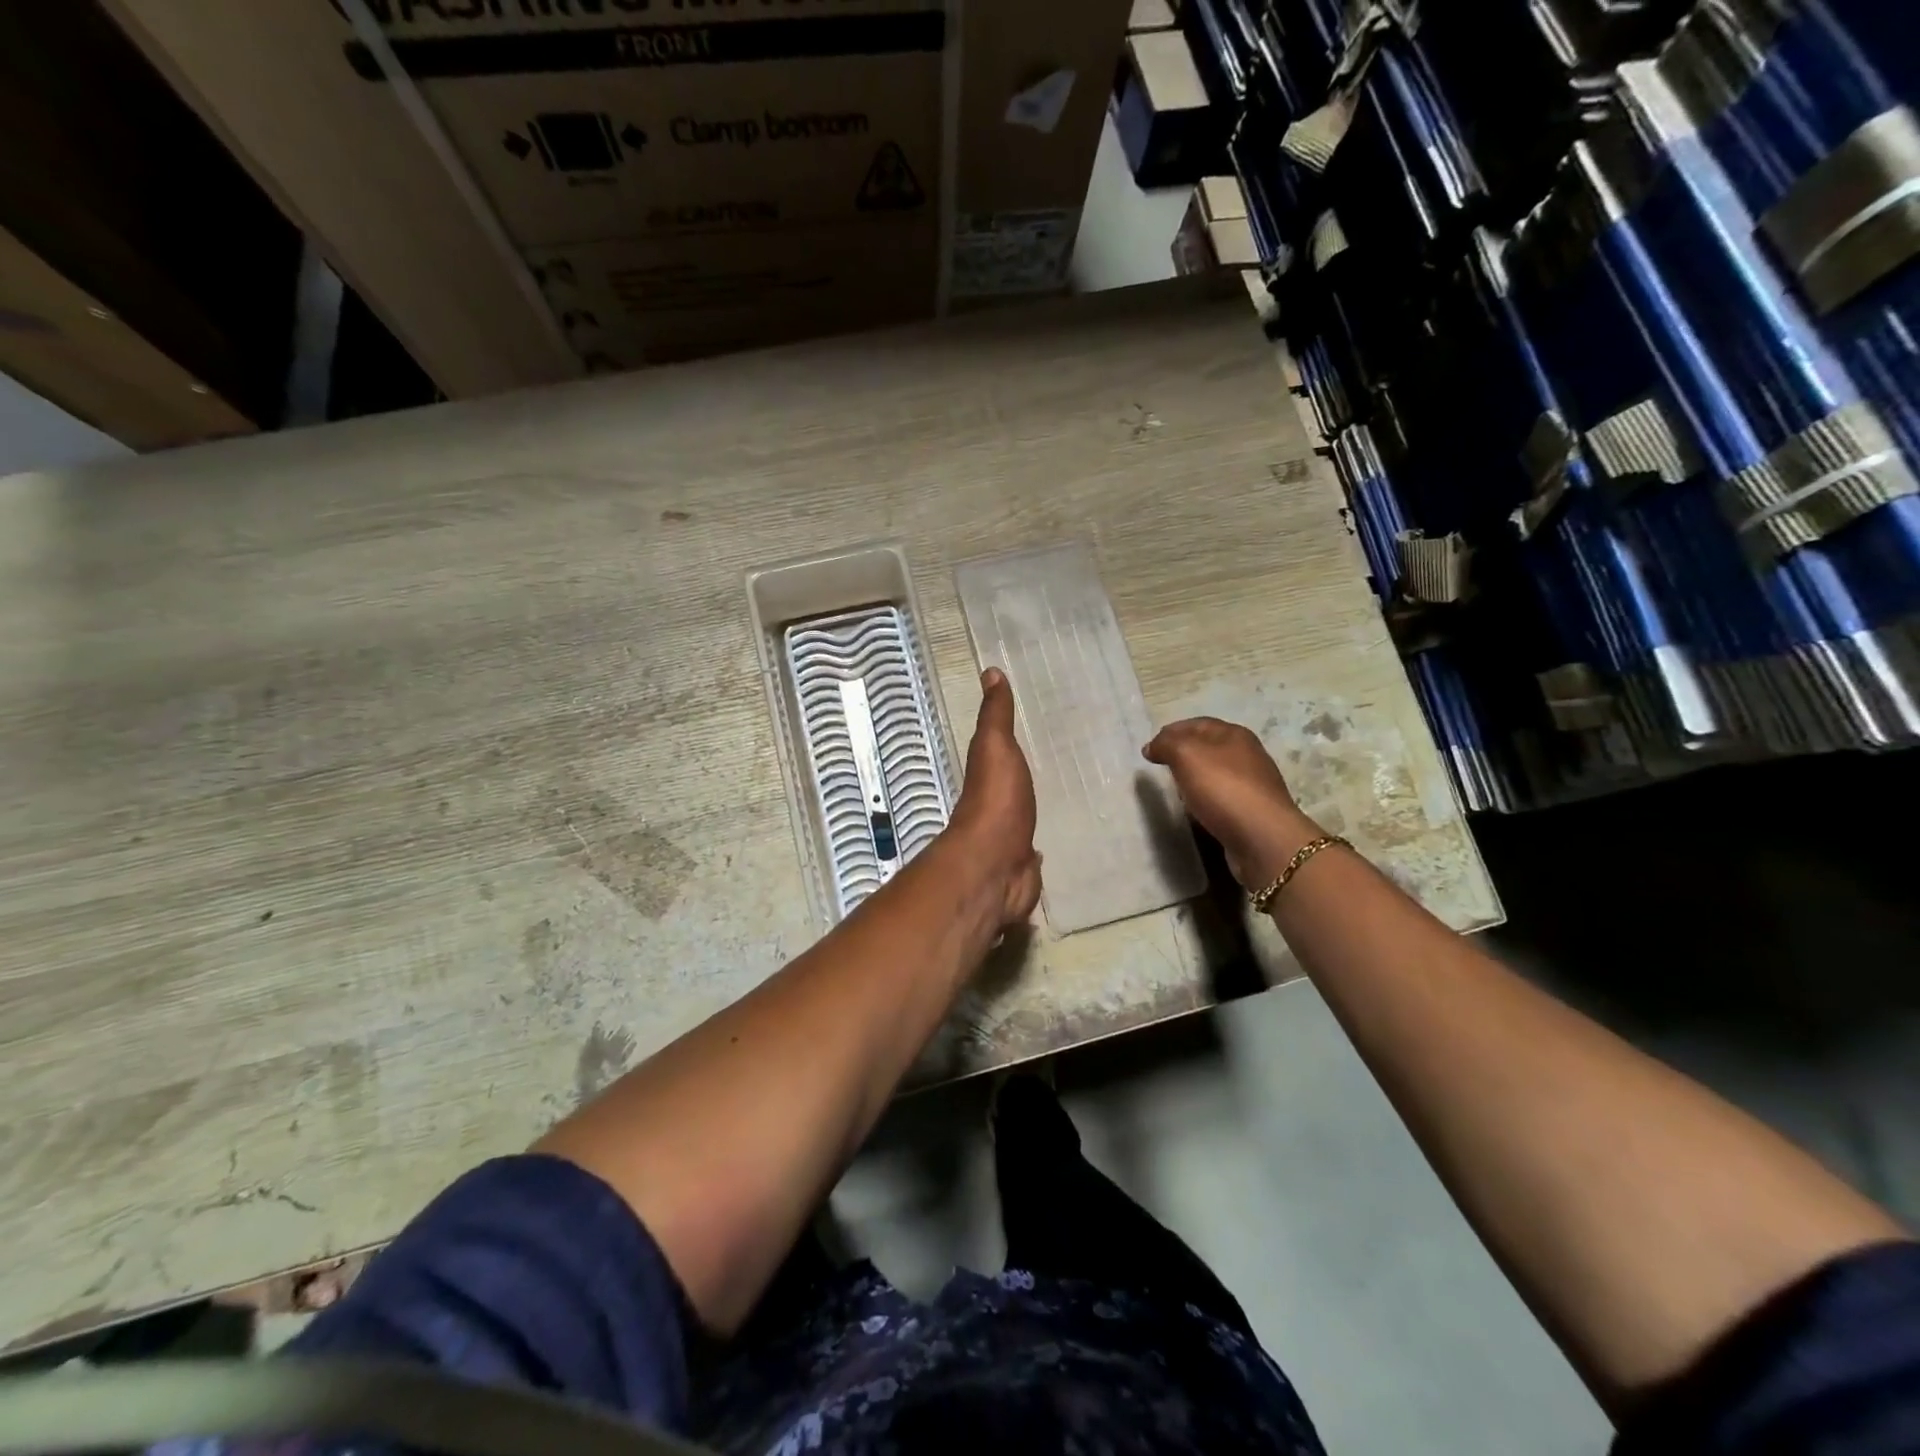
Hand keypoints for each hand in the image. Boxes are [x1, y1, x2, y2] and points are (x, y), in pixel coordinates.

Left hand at [947, 669, 1041, 926]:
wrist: (996, 865)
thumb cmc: (997, 800)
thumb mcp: (995, 747)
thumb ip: (995, 715)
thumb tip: (989, 671)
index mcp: (987, 779)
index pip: (996, 758)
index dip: (1005, 748)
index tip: (1024, 737)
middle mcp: (993, 809)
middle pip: (1008, 793)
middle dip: (1020, 787)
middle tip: (1046, 775)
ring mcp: (1006, 843)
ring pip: (1019, 825)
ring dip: (1026, 819)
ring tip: (1051, 810)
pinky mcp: (1022, 871)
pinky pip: (1030, 857)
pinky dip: (1035, 854)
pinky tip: (1045, 851)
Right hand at [1144, 717, 1318, 888]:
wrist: (1262, 837)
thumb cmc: (1222, 788)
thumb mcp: (1186, 755)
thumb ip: (1166, 744)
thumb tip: (1152, 746)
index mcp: (1234, 734)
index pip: (1196, 724)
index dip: (1171, 732)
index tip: (1149, 749)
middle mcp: (1247, 754)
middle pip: (1208, 747)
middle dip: (1183, 754)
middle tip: (1161, 768)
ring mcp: (1253, 784)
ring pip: (1215, 773)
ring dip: (1194, 778)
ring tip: (1175, 790)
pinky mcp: (1253, 811)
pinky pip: (1222, 798)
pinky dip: (1206, 800)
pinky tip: (1196, 810)